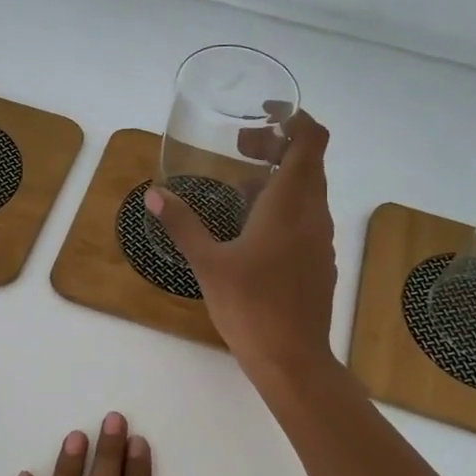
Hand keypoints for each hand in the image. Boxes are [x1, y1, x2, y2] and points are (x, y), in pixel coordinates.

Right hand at [147, 111, 338, 379]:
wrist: (293, 360)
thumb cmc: (251, 307)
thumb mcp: (208, 263)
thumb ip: (183, 224)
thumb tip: (154, 194)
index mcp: (291, 203)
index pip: (310, 140)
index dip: (293, 119)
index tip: (262, 116)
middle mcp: (313, 213)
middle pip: (308, 161)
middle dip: (276, 146)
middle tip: (239, 147)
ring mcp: (320, 239)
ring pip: (308, 191)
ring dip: (278, 177)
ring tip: (238, 187)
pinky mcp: (319, 261)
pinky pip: (306, 217)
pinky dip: (284, 206)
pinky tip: (252, 229)